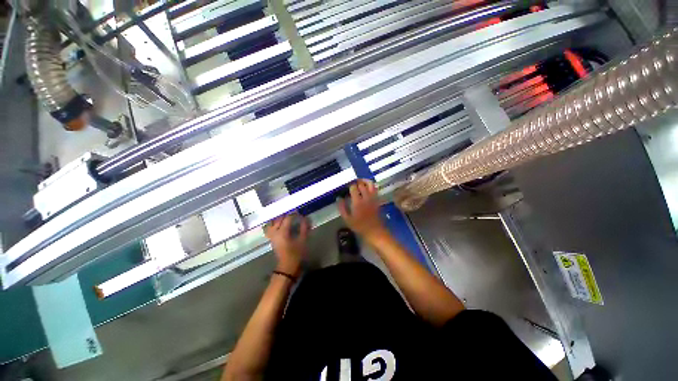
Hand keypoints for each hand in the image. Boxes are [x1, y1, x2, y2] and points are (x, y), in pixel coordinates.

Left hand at [265, 213, 309, 275]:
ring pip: (272, 223)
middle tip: (293, 213)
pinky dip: (273, 224)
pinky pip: (270, 228)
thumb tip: (305, 218)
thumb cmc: (296, 254)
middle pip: (278, 219)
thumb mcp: (302, 240)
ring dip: (278, 218)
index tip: (299, 211)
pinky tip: (279, 223)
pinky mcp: (272, 239)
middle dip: (285, 214)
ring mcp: (272, 236)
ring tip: (285, 216)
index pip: (287, 218)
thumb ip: (304, 228)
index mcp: (282, 232)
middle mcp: (275, 232)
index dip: (293, 214)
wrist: (287, 266)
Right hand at [337, 179, 387, 240]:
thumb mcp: (347, 219)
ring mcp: (373, 197)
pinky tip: (366, 187)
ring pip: (370, 184)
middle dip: (356, 182)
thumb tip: (338, 198)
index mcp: (357, 202)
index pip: (353, 187)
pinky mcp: (377, 199)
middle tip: (351, 184)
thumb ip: (342, 208)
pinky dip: (370, 185)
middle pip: (361, 184)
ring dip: (364, 180)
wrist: (375, 231)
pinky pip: (375, 188)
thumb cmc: (359, 226)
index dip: (349, 186)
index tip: (345, 187)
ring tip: (359, 181)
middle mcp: (366, 197)